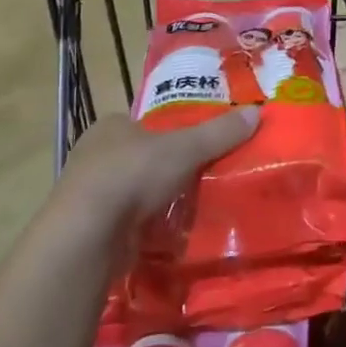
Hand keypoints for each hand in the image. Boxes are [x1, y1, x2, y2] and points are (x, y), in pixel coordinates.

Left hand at [54, 108, 257, 226]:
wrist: (88, 235)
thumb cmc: (132, 175)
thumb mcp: (185, 148)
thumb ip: (219, 132)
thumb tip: (257, 111)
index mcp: (110, 127)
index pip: (143, 124)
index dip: (168, 133)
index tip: (194, 147)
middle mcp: (93, 156)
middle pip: (139, 157)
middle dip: (164, 169)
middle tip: (198, 177)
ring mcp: (88, 194)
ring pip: (132, 191)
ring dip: (154, 200)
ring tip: (190, 207)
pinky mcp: (90, 229)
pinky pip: (126, 222)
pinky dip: (144, 227)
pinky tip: (168, 234)